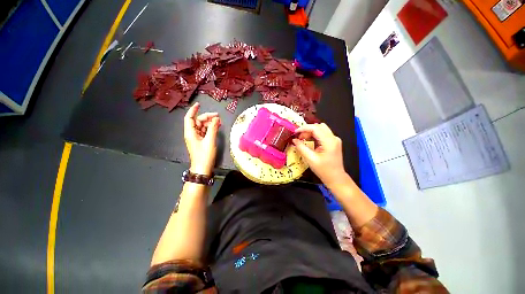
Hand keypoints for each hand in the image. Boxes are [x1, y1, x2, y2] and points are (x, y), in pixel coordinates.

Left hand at [184, 102, 220, 175]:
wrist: (202, 168)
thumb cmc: (204, 155)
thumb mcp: (210, 141)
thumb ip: (213, 128)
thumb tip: (216, 119)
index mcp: (190, 132)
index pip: (189, 118)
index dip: (193, 110)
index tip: (199, 104)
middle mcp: (192, 133)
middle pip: (198, 121)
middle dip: (207, 117)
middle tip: (218, 117)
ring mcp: (196, 138)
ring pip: (202, 126)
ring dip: (210, 123)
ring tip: (219, 122)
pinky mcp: (201, 141)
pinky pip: (205, 131)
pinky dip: (210, 128)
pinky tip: (217, 127)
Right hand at [292, 123, 345, 184]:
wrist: (335, 178)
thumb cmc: (324, 170)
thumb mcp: (310, 159)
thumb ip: (301, 148)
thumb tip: (294, 140)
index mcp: (329, 142)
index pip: (315, 128)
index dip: (304, 128)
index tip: (295, 132)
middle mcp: (333, 138)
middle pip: (319, 126)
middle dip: (307, 130)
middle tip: (299, 137)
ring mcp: (334, 139)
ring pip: (321, 129)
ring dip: (310, 132)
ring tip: (303, 139)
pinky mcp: (333, 142)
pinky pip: (323, 134)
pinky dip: (314, 135)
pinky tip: (309, 141)